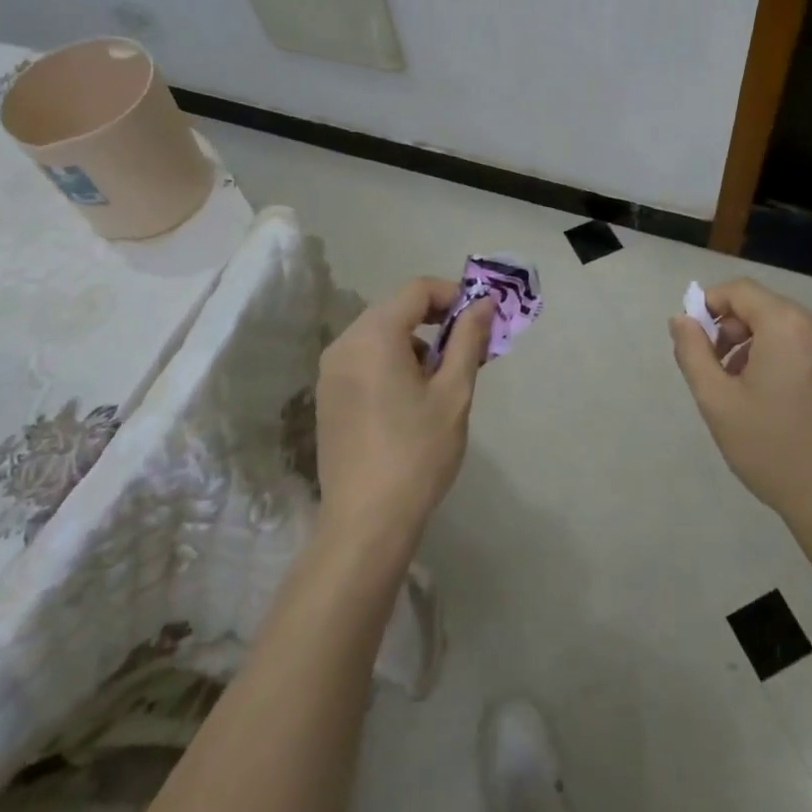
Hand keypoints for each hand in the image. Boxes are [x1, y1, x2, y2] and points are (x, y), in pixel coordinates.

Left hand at [315, 278, 495, 541]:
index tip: (481, 320)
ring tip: (445, 380)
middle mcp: (345, 344)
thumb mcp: (454, 393)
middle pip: (397, 310)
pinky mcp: (328, 396)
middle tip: (471, 351)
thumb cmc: (417, 453)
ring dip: (416, 343)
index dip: (454, 295)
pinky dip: (393, 362)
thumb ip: (468, 340)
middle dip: (437, 321)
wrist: (366, 521)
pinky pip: (365, 359)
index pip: (417, 290)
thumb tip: (483, 303)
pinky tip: (413, 399)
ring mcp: (331, 371)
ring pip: (381, 335)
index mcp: (374, 336)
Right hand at [668, 278, 811, 529]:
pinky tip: (779, 400)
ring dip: (759, 344)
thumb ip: (693, 352)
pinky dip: (787, 357)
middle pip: (766, 307)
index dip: (710, 305)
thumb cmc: (771, 450)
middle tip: (718, 370)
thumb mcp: (717, 401)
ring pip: (789, 327)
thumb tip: (682, 319)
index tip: (696, 340)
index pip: (740, 290)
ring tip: (746, 389)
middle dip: (734, 329)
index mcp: (789, 327)